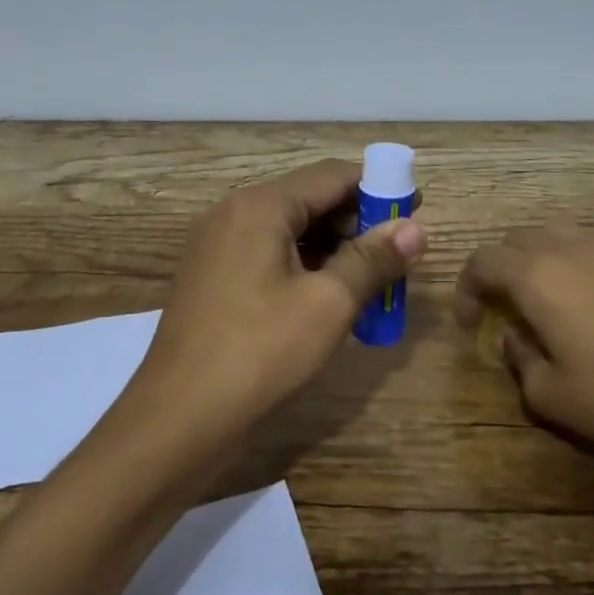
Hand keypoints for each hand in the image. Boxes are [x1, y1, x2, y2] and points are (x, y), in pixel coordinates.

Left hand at [117, 159, 427, 469]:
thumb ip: (373, 260)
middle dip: (356, 222)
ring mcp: (216, 247)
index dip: (378, 188)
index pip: (331, 176)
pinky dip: (303, 266)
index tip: (415, 208)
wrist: (178, 418)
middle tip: (397, 253)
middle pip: (308, 200)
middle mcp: (233, 214)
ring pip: (288, 230)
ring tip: (371, 279)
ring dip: (332, 248)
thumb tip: (415, 228)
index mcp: (259, 206)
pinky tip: (330, 296)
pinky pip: (267, 255)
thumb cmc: (260, 352)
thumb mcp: (328, 304)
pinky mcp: (212, 278)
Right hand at [454, 217, 593, 479]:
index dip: (465, 288)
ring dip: (529, 257)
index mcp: (536, 277)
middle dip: (495, 269)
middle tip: (497, 309)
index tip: (469, 324)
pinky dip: (562, 259)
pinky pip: (582, 244)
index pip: (483, 261)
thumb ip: (518, 359)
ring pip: (550, 233)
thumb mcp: (550, 395)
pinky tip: (575, 300)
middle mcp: (566, 250)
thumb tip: (513, 338)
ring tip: (532, 297)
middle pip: (514, 239)